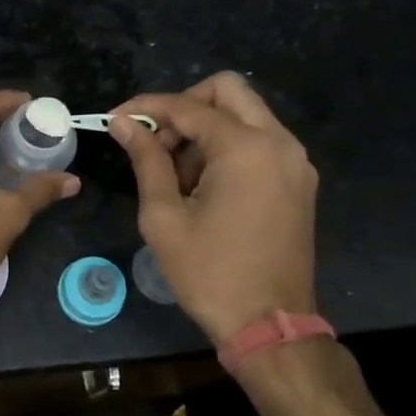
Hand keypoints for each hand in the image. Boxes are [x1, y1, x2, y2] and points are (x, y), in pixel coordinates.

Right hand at [111, 72, 317, 344]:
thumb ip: (146, 160)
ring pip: (245, 115)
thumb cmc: (209, 273)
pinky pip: (260, 142)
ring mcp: (295, 162)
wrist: (269, 325)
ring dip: (206, 130)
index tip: (115, 119)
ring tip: (177, 176)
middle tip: (156, 142)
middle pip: (228, 90)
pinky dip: (228, 148)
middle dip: (184, 107)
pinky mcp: (299, 181)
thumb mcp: (164, 216)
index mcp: (245, 148)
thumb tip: (123, 123)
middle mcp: (279, 143)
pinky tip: (204, 186)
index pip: (188, 106)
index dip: (146, 107)